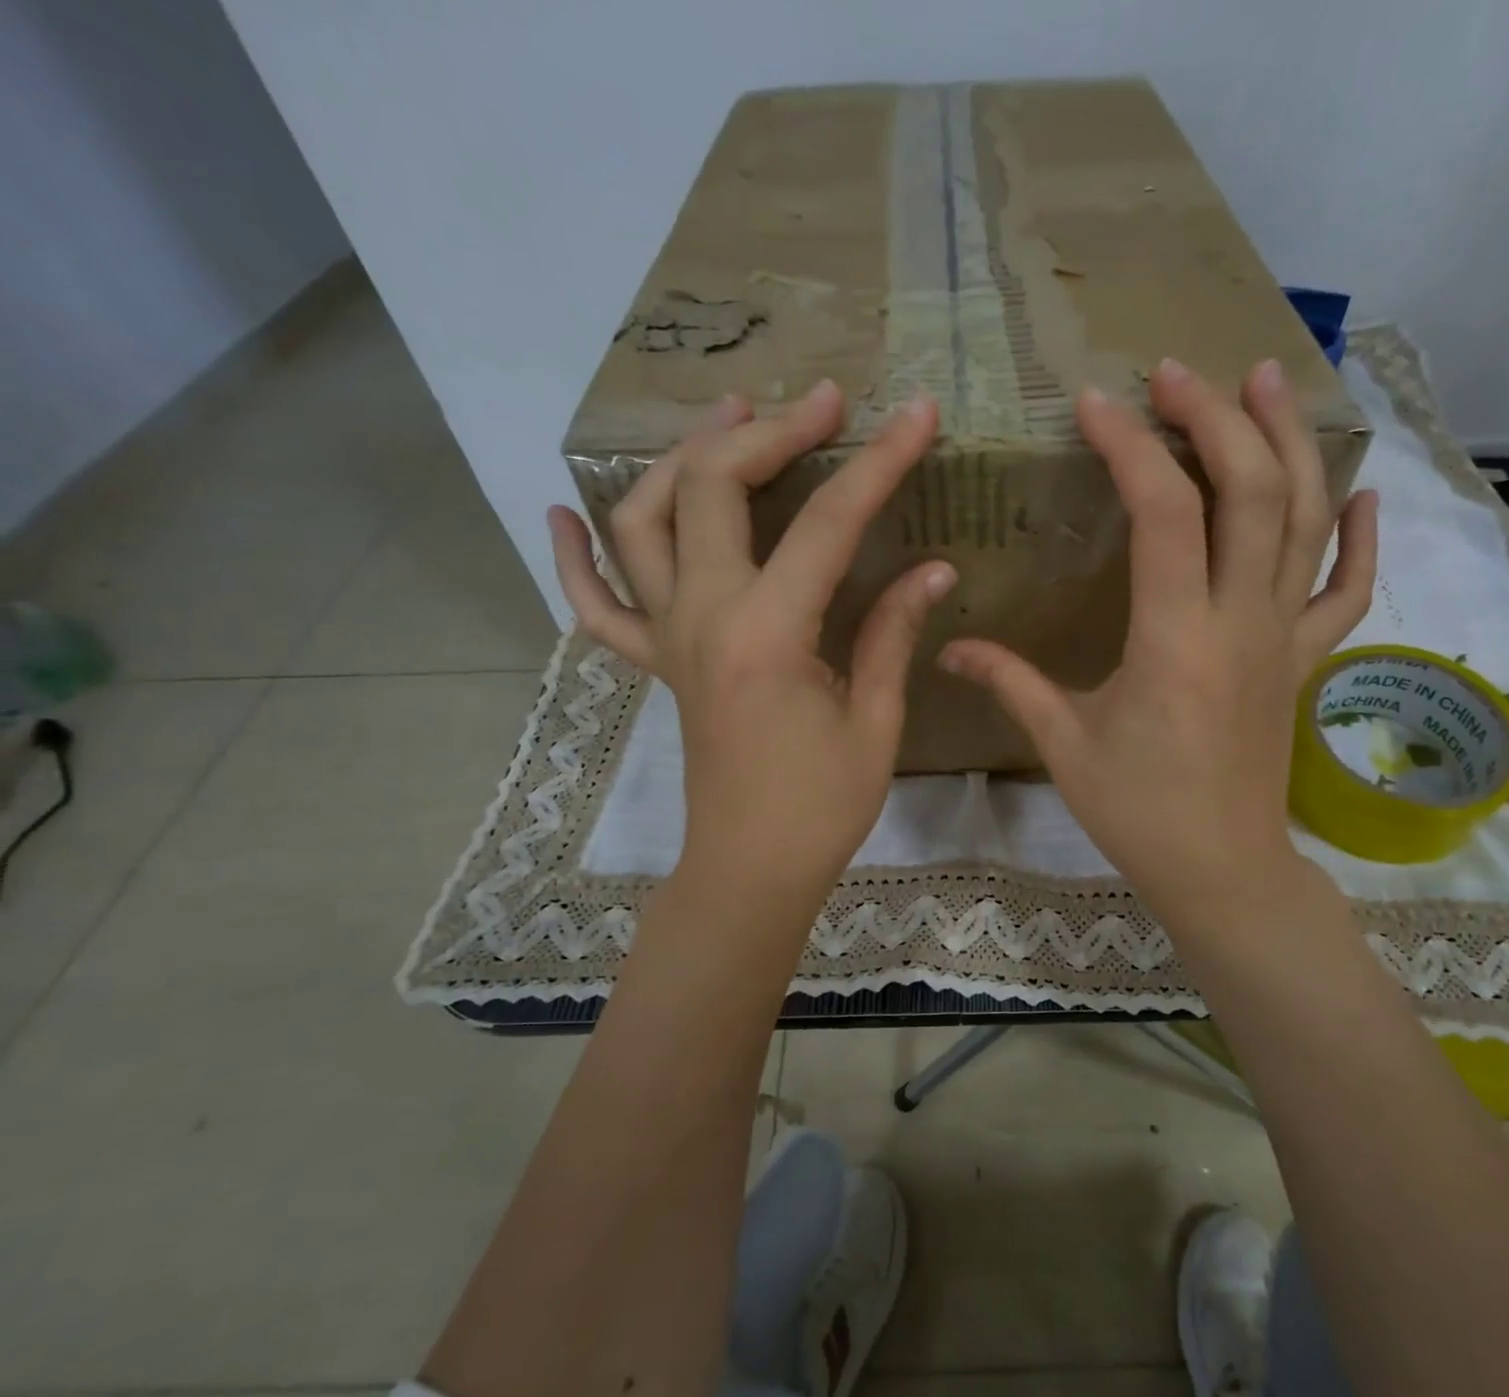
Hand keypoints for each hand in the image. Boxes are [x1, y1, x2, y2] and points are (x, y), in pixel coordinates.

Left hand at [549, 381, 951, 912]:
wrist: (749, 869)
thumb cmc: (821, 808)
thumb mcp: (874, 721)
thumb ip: (892, 633)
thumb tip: (932, 567)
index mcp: (767, 633)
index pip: (829, 523)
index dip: (880, 462)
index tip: (916, 414)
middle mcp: (703, 617)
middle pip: (715, 489)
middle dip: (771, 431)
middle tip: (823, 403)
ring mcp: (667, 638)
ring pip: (643, 521)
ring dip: (680, 459)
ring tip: (726, 420)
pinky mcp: (655, 664)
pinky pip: (597, 605)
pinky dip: (574, 557)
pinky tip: (563, 516)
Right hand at [939, 357, 1376, 953]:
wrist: (1222, 868)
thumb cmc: (1138, 811)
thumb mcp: (1064, 744)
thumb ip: (1010, 681)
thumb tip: (947, 646)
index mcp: (1176, 638)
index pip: (1164, 513)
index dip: (1131, 447)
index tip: (1095, 403)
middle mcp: (1242, 621)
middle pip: (1251, 491)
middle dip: (1216, 417)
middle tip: (1178, 372)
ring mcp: (1284, 637)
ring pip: (1305, 520)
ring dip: (1289, 442)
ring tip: (1268, 380)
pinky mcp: (1305, 660)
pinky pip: (1348, 588)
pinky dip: (1359, 536)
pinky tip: (1359, 490)